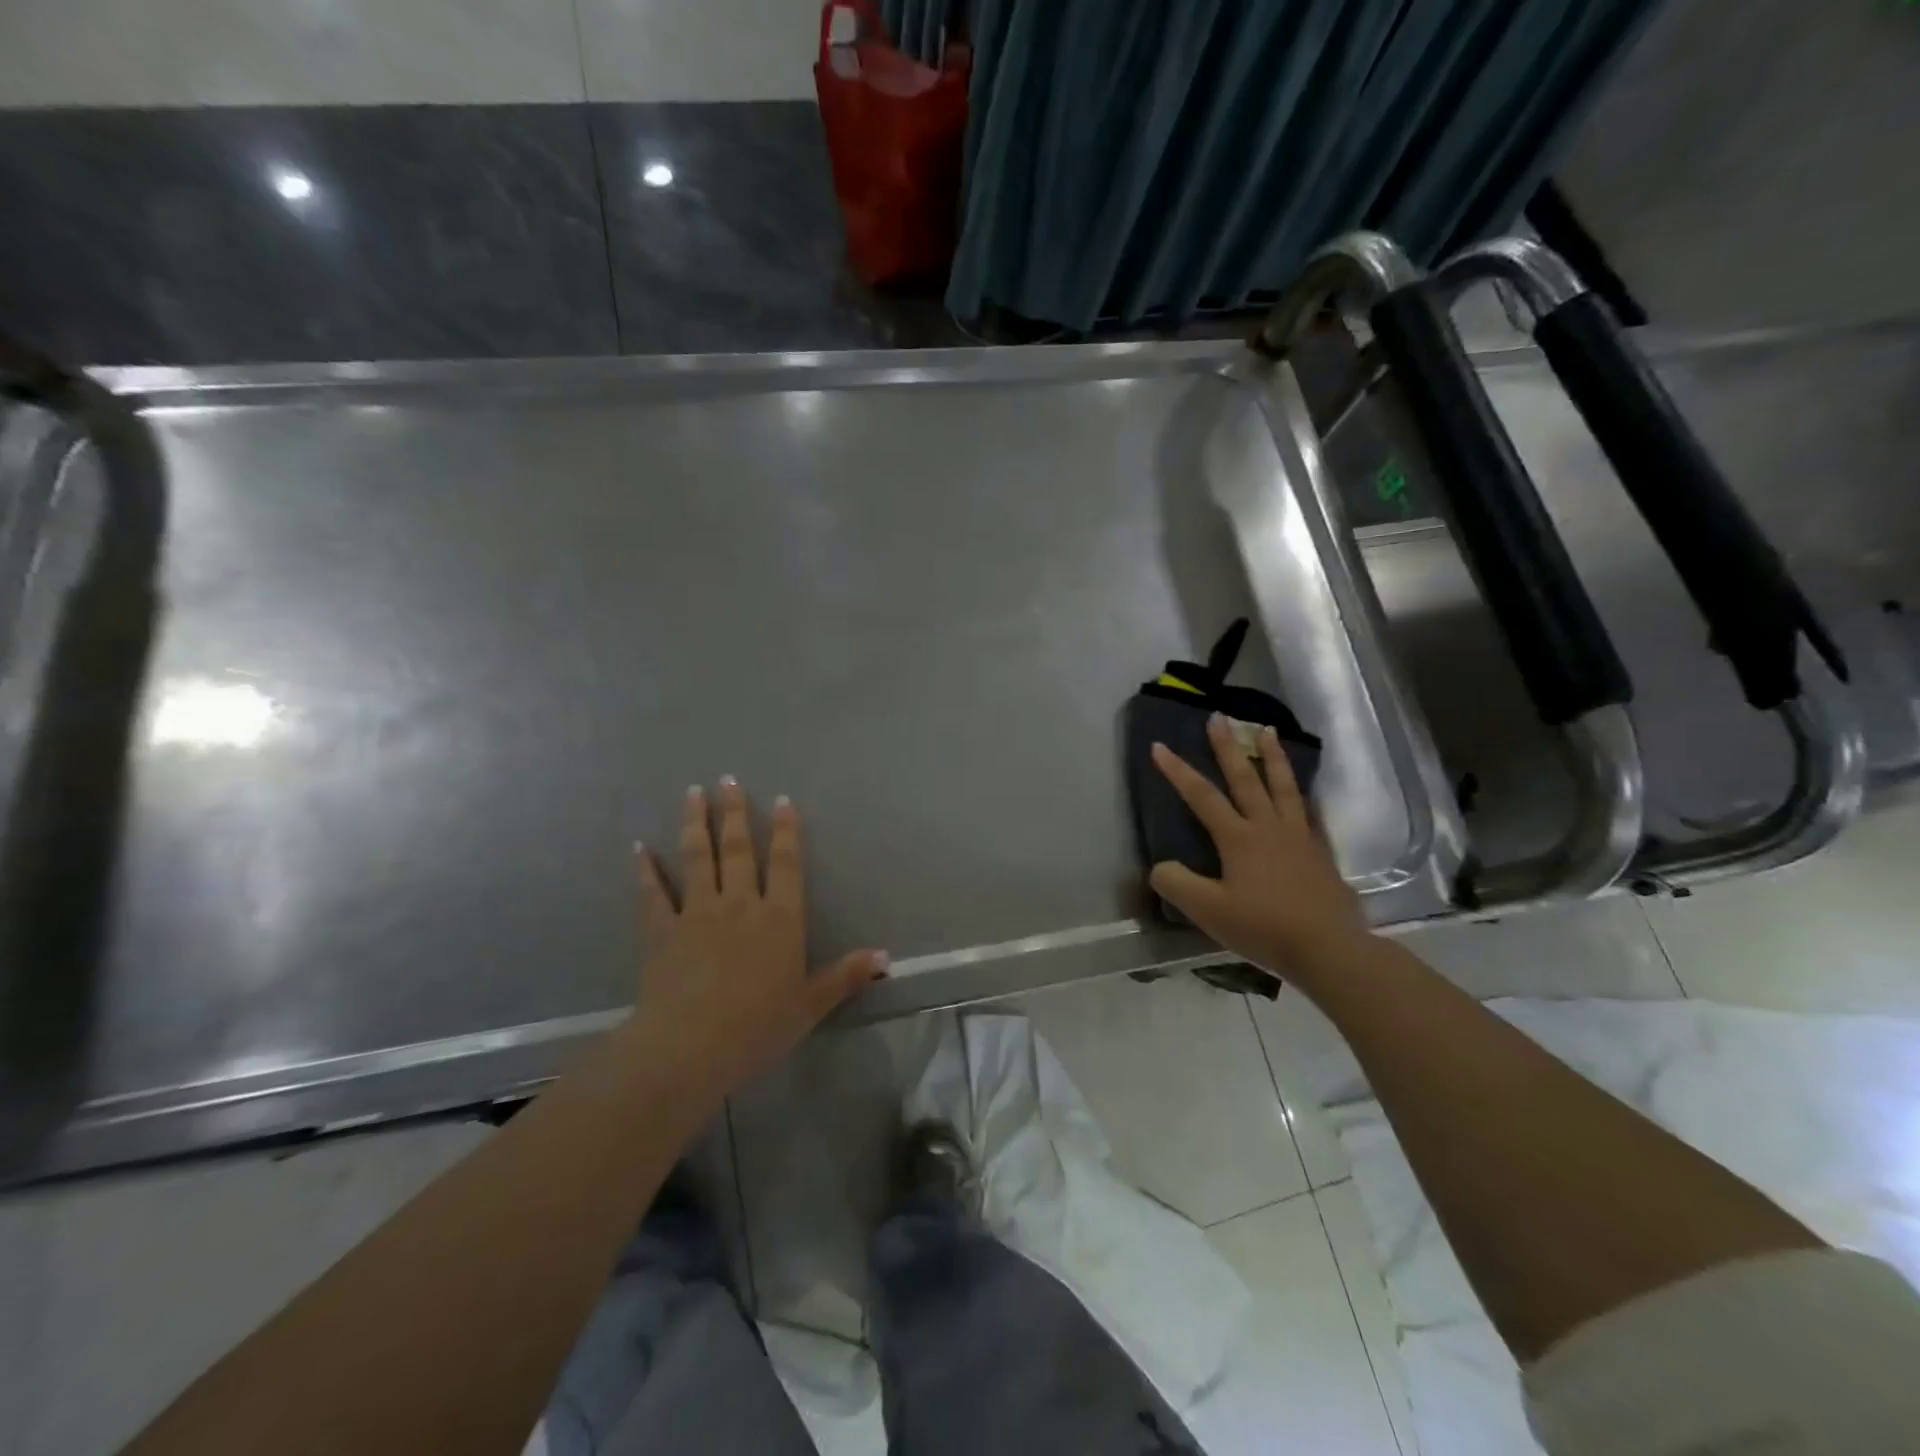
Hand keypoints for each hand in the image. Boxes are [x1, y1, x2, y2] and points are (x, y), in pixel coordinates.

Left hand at [632, 778, 886, 1103]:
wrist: (690, 1046)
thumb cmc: (758, 1026)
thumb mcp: (810, 1005)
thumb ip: (845, 976)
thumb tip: (885, 958)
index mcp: (779, 918)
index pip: (786, 864)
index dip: (786, 831)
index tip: (782, 801)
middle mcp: (740, 904)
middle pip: (739, 849)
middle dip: (735, 812)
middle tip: (728, 779)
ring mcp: (697, 913)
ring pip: (697, 858)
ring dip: (695, 823)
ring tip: (692, 792)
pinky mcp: (661, 931)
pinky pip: (653, 894)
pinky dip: (646, 870)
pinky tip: (639, 848)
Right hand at [1150, 715, 1367, 972]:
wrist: (1329, 948)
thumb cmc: (1264, 927)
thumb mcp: (1208, 911)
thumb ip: (1177, 884)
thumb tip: (1160, 867)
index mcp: (1238, 838)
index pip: (1201, 796)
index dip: (1177, 771)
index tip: (1159, 745)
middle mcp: (1268, 827)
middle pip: (1245, 778)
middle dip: (1227, 747)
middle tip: (1219, 717)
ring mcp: (1298, 837)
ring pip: (1283, 786)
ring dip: (1272, 757)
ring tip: (1267, 730)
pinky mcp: (1319, 852)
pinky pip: (1308, 812)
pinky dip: (1301, 794)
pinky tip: (1303, 791)